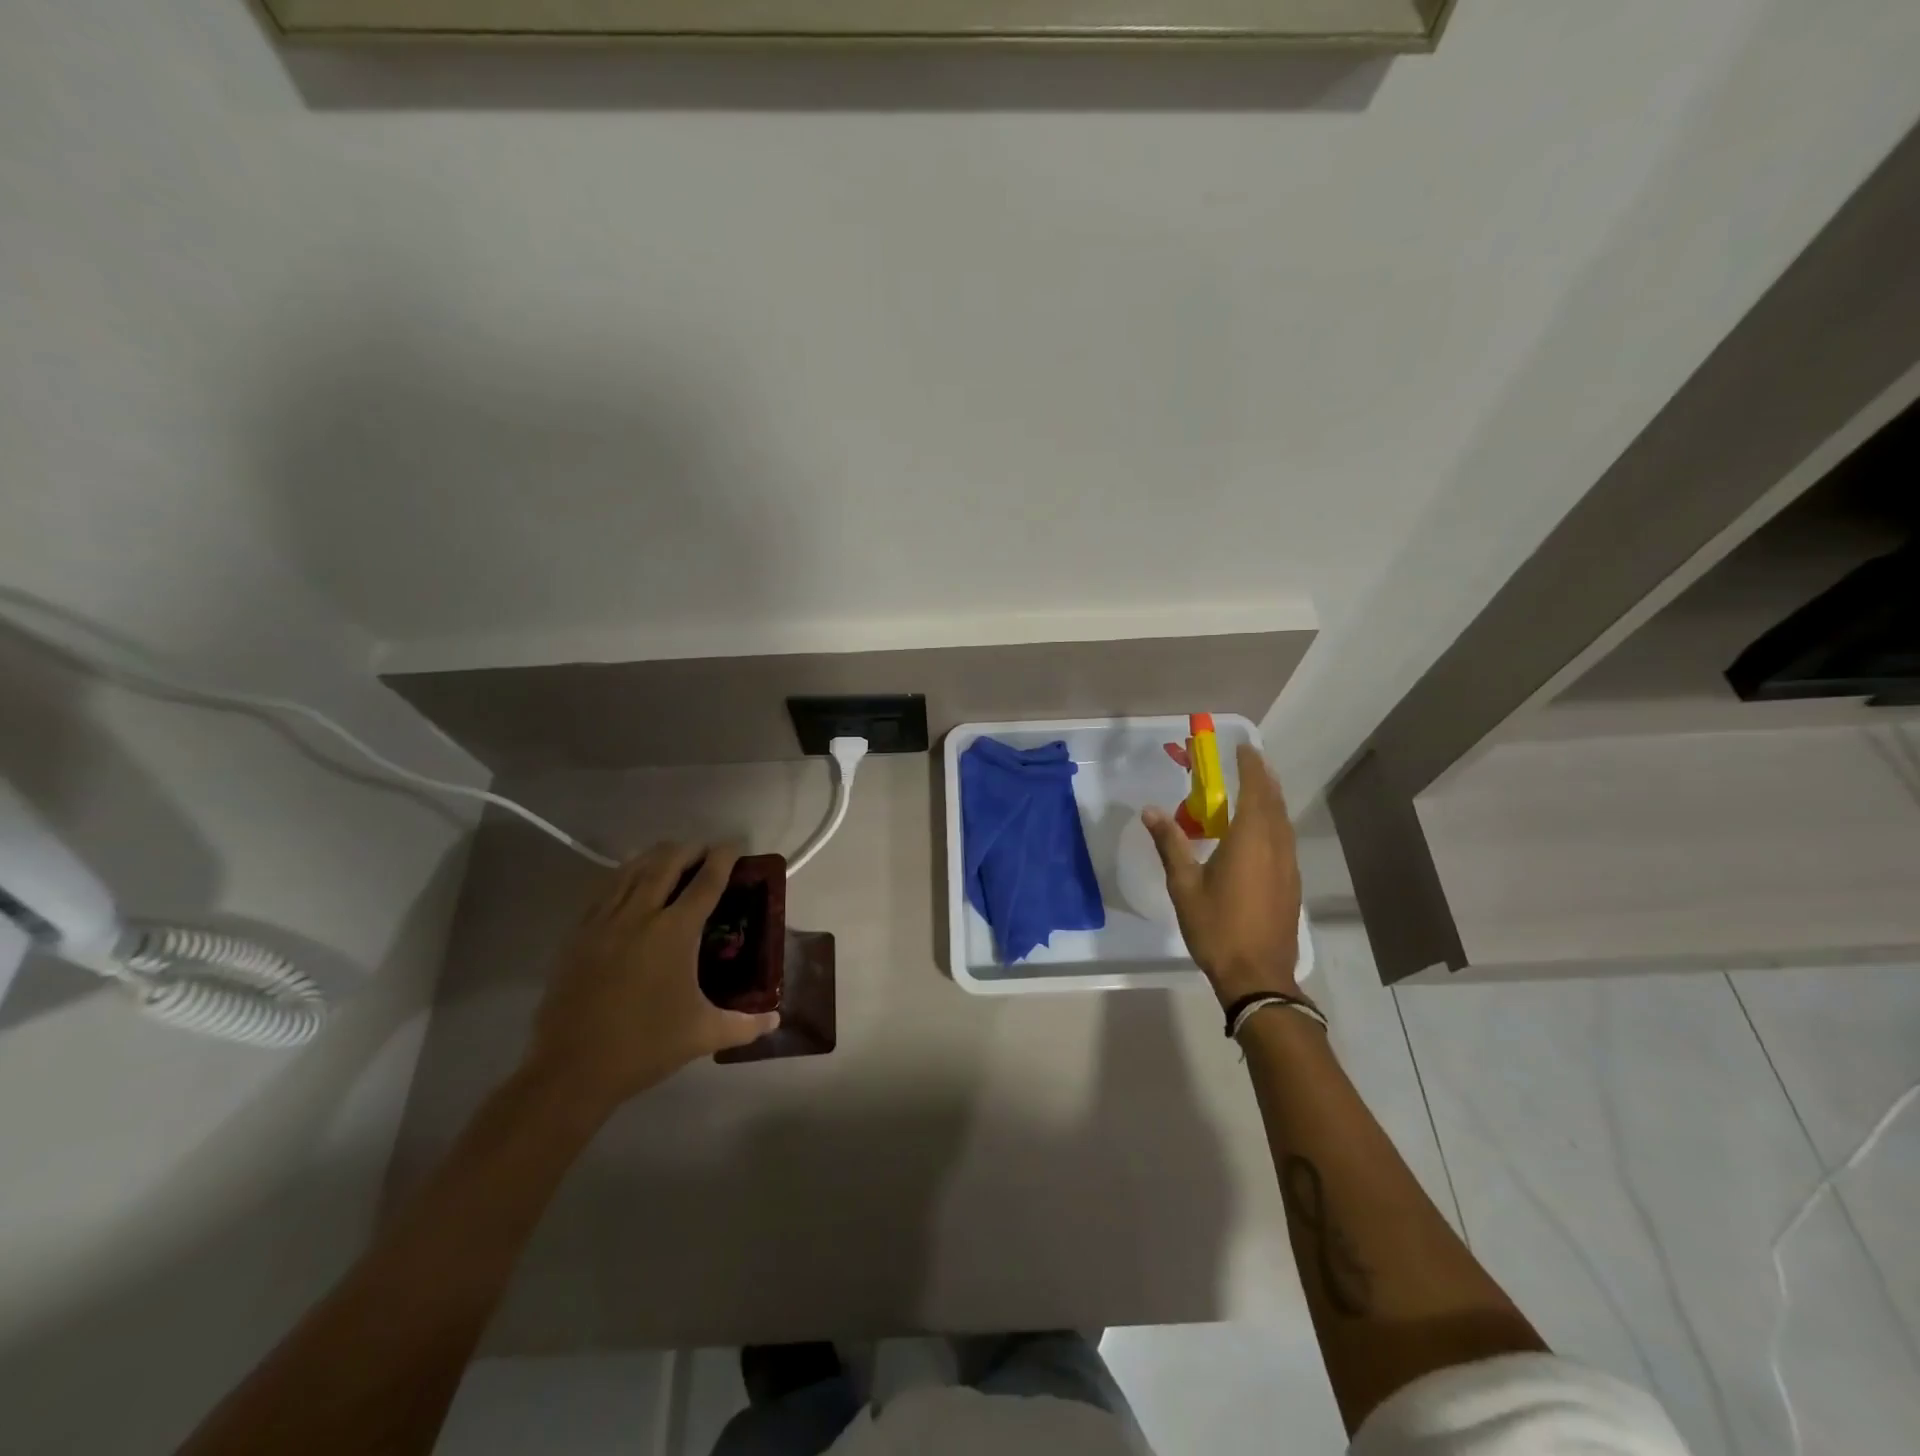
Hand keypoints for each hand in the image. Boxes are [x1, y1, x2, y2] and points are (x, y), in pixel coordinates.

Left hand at [521, 843, 777, 1115]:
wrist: (571, 1069)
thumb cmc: (645, 1046)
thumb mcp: (703, 1034)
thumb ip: (745, 1024)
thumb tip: (776, 1021)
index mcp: (675, 932)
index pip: (707, 882)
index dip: (724, 858)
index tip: (735, 845)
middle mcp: (640, 915)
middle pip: (667, 863)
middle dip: (690, 849)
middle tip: (705, 850)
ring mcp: (604, 921)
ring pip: (632, 870)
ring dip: (656, 856)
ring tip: (671, 856)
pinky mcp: (578, 934)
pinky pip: (605, 890)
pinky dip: (624, 876)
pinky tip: (629, 882)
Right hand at [1143, 744, 1303, 1007]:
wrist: (1257, 975)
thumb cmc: (1217, 927)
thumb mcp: (1184, 885)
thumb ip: (1170, 843)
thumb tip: (1150, 810)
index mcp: (1250, 839)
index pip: (1255, 790)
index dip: (1250, 766)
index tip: (1242, 747)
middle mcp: (1276, 846)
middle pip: (1274, 802)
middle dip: (1262, 778)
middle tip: (1248, 761)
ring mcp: (1288, 866)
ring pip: (1283, 821)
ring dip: (1270, 800)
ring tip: (1254, 789)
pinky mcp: (1290, 883)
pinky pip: (1284, 839)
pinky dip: (1273, 823)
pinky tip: (1259, 832)